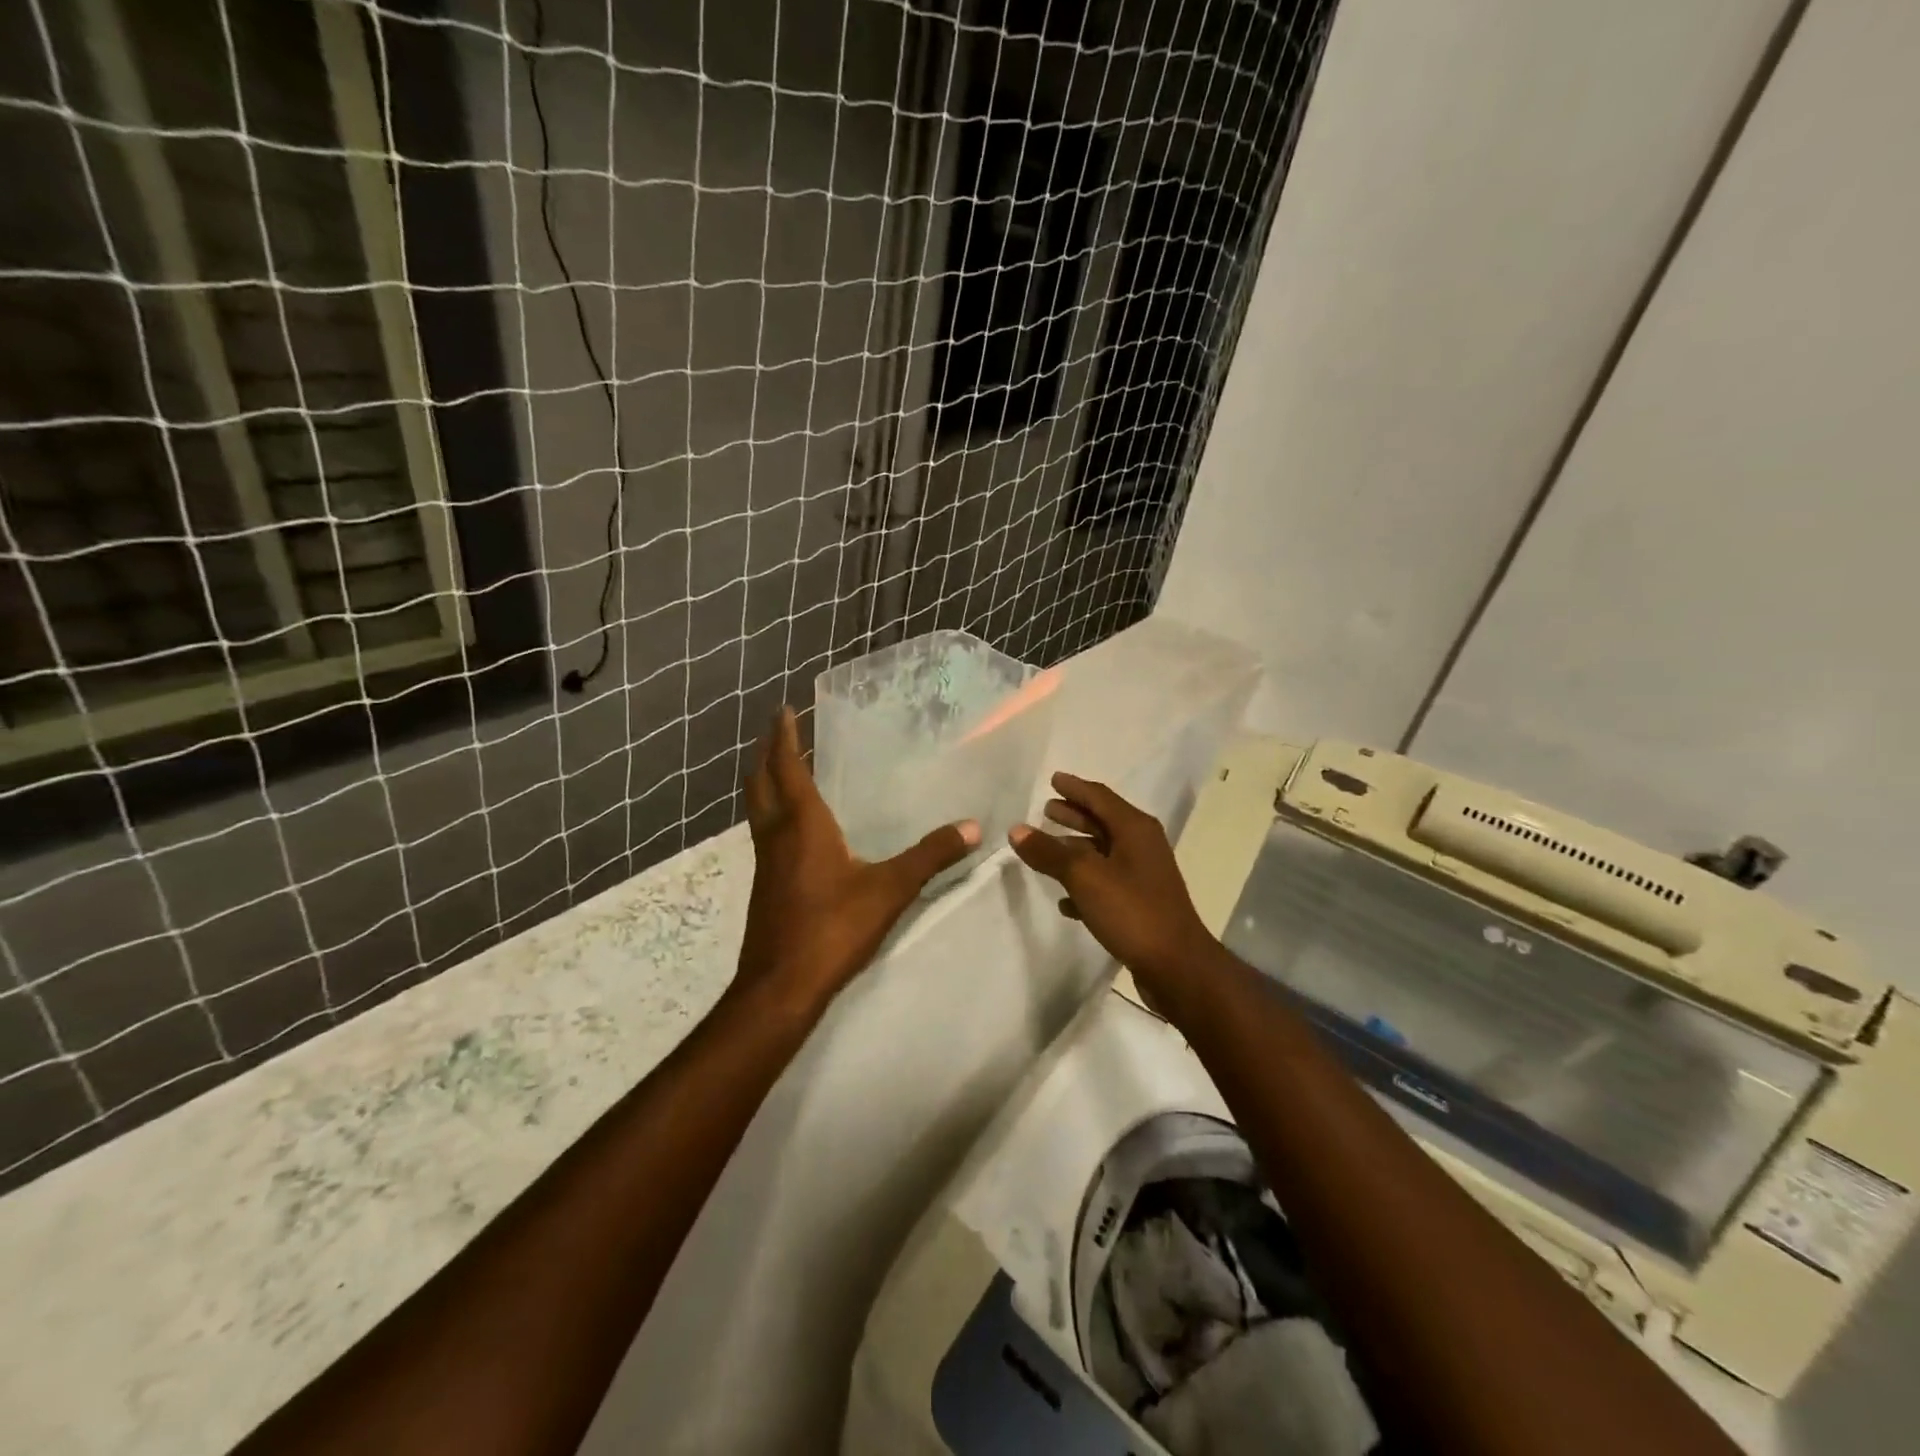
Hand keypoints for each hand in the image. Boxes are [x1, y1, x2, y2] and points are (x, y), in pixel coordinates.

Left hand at [736, 707, 979, 1017]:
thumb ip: (930, 856)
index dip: (784, 736)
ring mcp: (765, 862)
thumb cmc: (832, 928)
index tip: (783, 709)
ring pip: (758, 808)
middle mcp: (776, 835)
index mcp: (802, 824)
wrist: (780, 986)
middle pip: (760, 782)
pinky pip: (764, 833)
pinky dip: (773, 813)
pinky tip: (794, 829)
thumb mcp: (890, 889)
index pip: (786, 767)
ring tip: (782, 769)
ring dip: (765, 782)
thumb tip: (972, 827)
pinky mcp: (765, 886)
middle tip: (778, 732)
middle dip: (766, 753)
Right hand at [1009, 773, 1215, 991]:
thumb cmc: (1132, 910)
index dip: (1074, 787)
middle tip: (1046, 809)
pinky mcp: (1139, 904)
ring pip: (1102, 853)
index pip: (1099, 797)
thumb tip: (1016, 830)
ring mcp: (1142, 876)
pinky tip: (1063, 899)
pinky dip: (1084, 884)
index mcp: (1135, 829)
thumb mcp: (1084, 877)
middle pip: (1102, 822)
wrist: (1176, 966)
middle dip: (1074, 815)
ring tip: (1046, 849)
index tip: (1053, 780)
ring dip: (1075, 849)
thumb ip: (1049, 852)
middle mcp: (1142, 846)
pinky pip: (1105, 884)